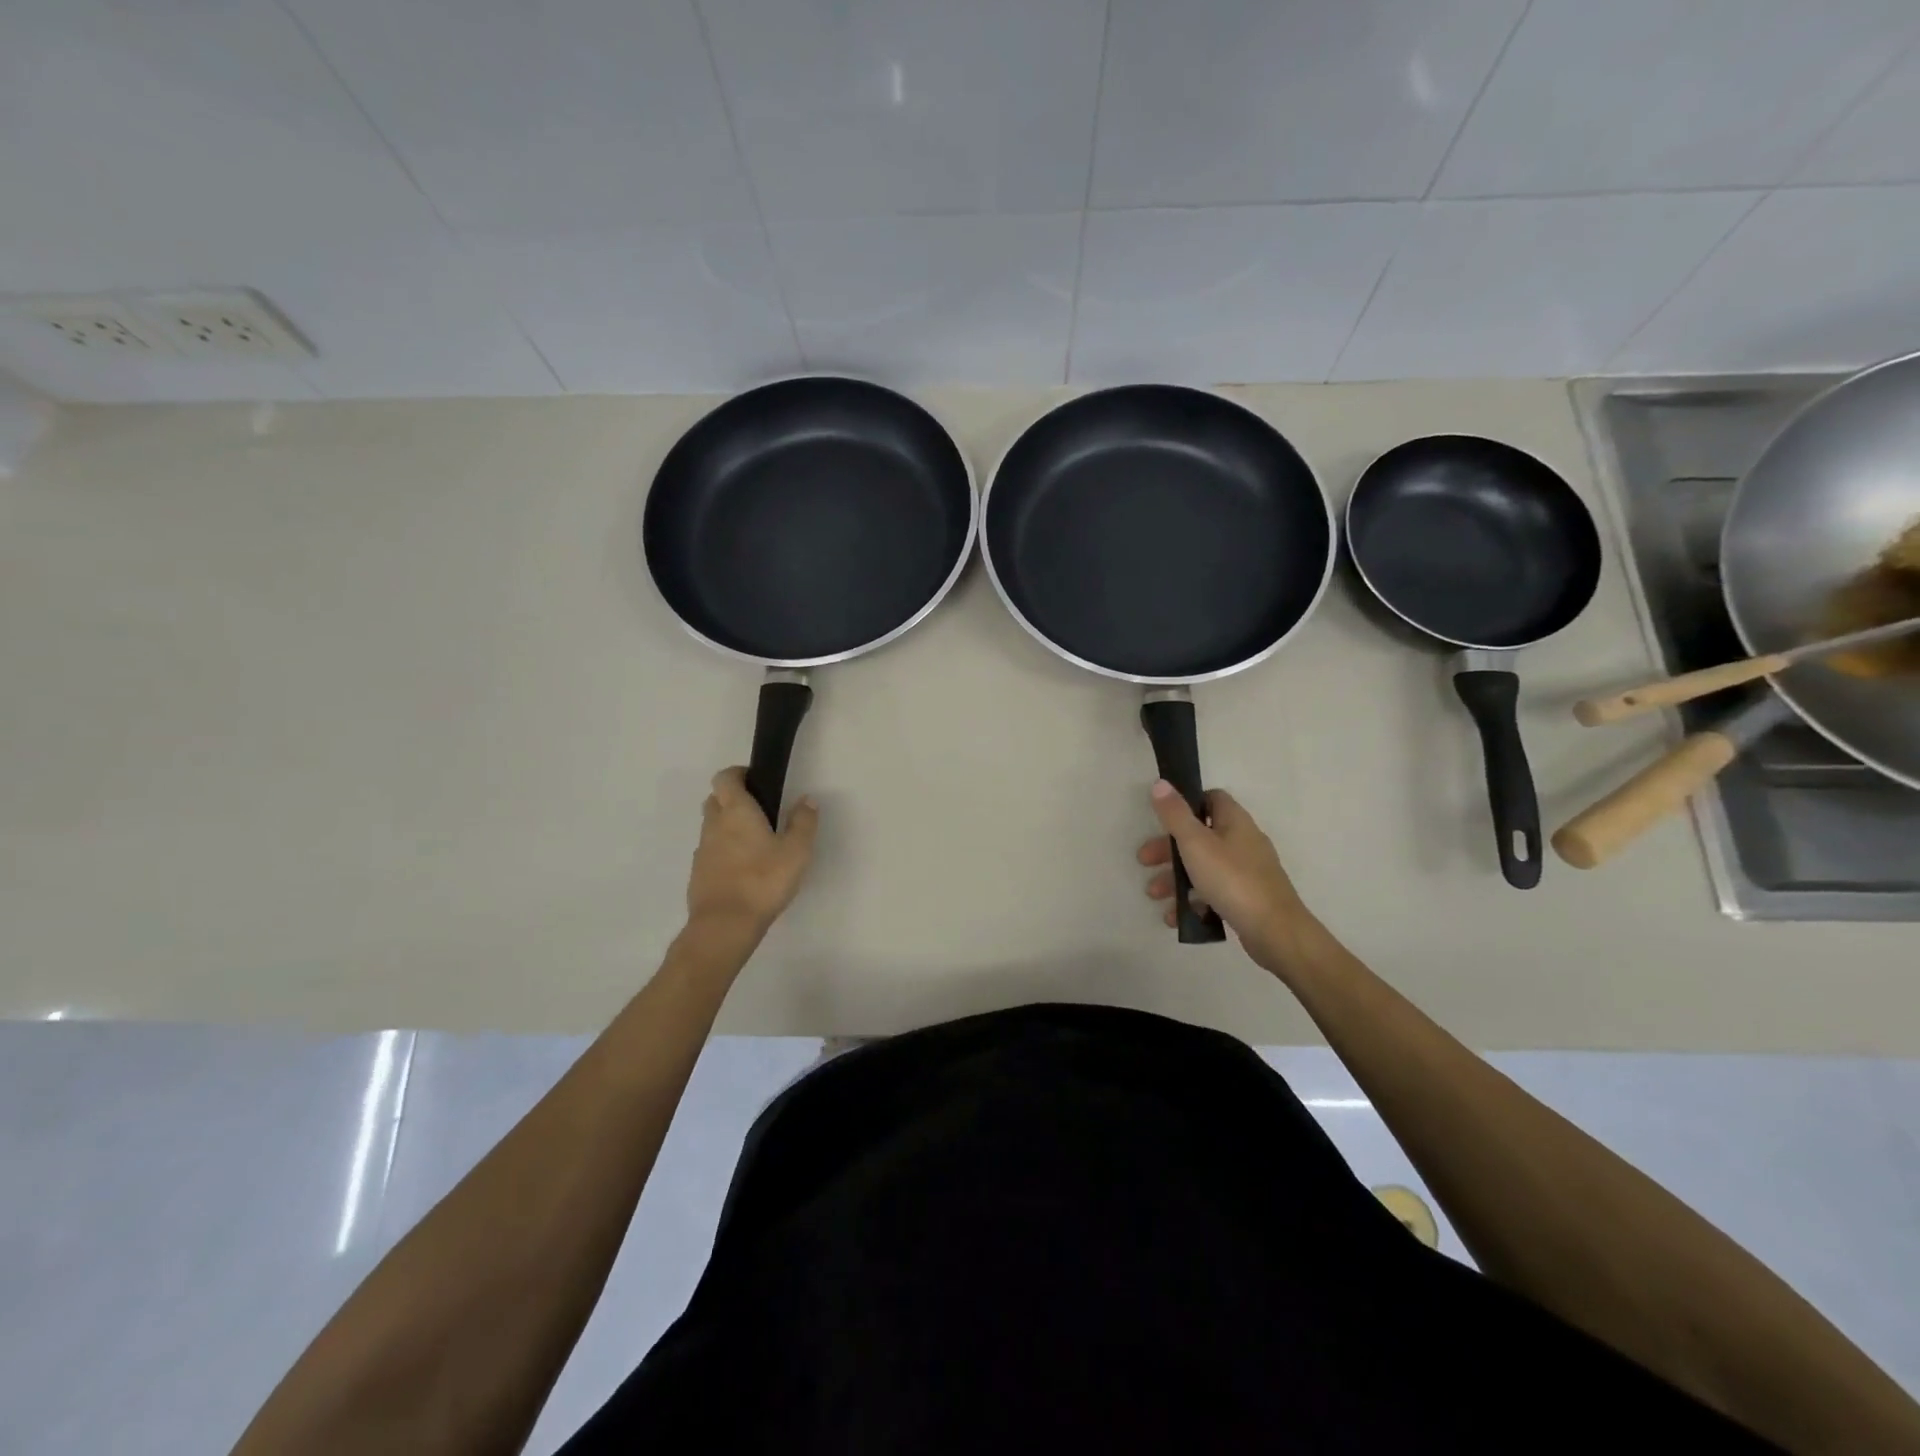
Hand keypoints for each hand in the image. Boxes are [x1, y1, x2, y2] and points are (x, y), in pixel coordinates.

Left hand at [686, 768, 819, 939]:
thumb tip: (807, 800)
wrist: (725, 925)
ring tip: (755, 843)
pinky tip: (743, 869)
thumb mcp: (796, 851)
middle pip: (715, 799)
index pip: (725, 777)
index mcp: (736, 811)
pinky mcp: (698, 873)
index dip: (738, 773)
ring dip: (728, 826)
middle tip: (759, 811)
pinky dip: (723, 851)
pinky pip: (710, 851)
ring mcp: (702, 850)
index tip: (757, 780)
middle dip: (733, 798)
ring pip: (712, 826)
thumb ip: (803, 822)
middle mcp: (714, 824)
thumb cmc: (763, 881)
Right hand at [1138, 780, 1320, 974]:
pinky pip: (1214, 891)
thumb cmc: (1232, 880)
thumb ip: (1175, 814)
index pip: (1211, 798)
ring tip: (1154, 896)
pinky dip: (1193, 899)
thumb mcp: (1195, 843)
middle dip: (1169, 849)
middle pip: (1201, 835)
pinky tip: (1175, 916)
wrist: (1275, 931)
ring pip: (1205, 866)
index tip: (1162, 819)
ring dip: (1176, 878)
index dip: (1186, 804)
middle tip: (1145, 862)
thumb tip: (1160, 782)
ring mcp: (1248, 871)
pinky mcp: (1248, 897)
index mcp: (1235, 821)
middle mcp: (1244, 841)